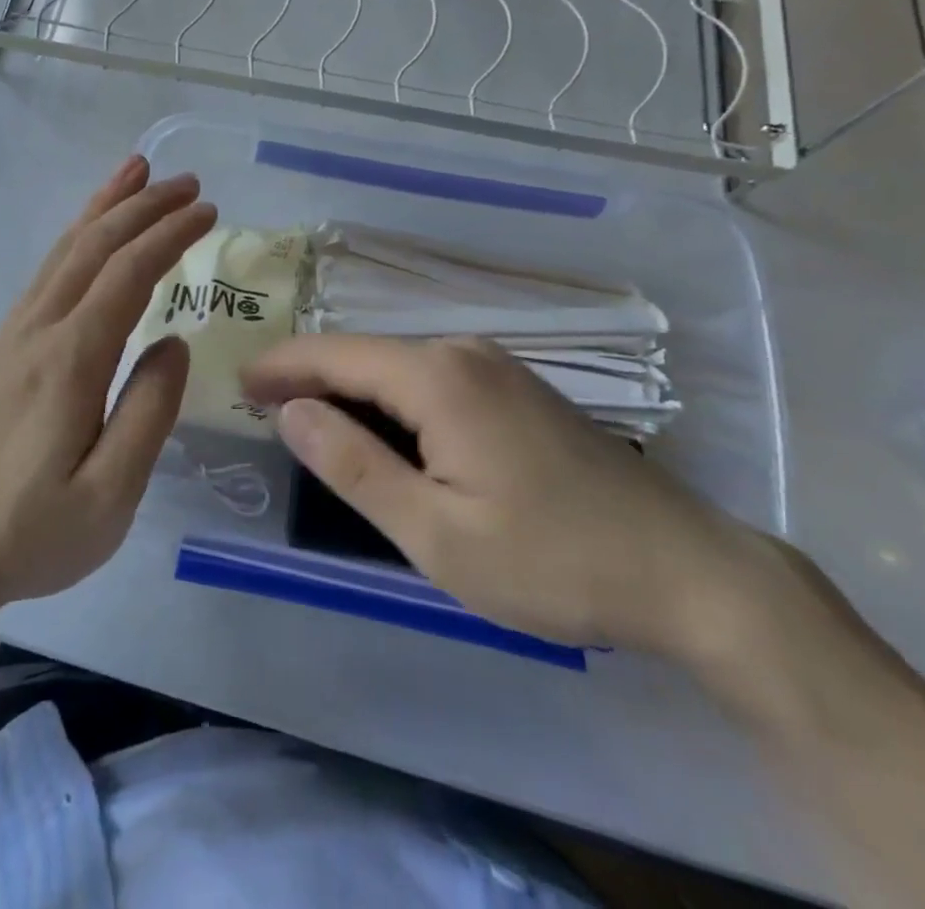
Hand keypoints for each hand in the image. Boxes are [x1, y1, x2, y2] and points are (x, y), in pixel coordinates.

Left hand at [0, 156, 216, 621]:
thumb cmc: (27, 534)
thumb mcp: (109, 497)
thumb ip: (149, 414)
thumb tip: (174, 344)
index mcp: (71, 359)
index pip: (129, 273)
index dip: (170, 235)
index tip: (208, 210)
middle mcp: (39, 330)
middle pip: (94, 246)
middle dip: (143, 207)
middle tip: (187, 182)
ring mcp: (13, 336)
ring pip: (64, 251)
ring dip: (104, 208)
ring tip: (134, 174)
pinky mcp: (0, 350)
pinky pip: (46, 273)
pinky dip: (76, 239)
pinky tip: (87, 239)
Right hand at [242, 335, 767, 659]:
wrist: (687, 572)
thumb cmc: (551, 561)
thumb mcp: (435, 533)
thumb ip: (353, 465)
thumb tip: (291, 411)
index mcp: (437, 378)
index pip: (336, 355)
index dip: (282, 366)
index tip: (237, 382)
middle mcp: (462, 353)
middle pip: (364, 353)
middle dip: (309, 373)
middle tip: (260, 402)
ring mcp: (496, 366)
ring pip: (397, 363)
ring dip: (348, 384)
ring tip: (304, 412)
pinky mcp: (516, 387)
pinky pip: (431, 376)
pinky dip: (388, 393)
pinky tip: (377, 421)